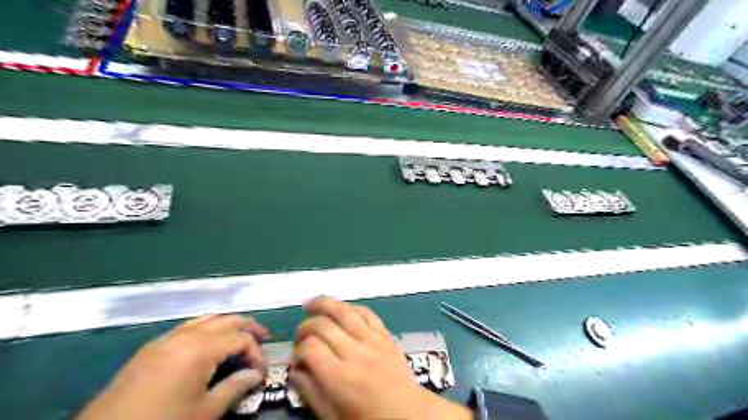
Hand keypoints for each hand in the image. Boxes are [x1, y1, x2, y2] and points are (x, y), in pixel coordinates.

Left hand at [72, 314, 269, 419]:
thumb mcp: (204, 412)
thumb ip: (234, 388)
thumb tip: (255, 375)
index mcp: (201, 348)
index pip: (241, 339)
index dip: (257, 352)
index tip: (261, 371)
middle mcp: (186, 335)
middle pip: (227, 320)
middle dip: (248, 328)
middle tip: (263, 339)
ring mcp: (166, 338)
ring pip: (207, 318)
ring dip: (227, 325)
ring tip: (239, 337)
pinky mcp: (150, 348)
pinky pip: (187, 327)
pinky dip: (206, 328)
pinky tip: (208, 343)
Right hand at [289, 296, 468, 419]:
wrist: (409, 414)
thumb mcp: (333, 417)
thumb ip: (311, 392)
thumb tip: (295, 369)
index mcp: (340, 378)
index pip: (310, 349)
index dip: (298, 350)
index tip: (297, 358)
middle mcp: (355, 353)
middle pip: (323, 325)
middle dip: (306, 326)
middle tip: (300, 335)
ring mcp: (372, 340)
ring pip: (344, 312)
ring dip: (324, 304)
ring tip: (311, 304)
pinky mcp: (385, 334)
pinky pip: (366, 312)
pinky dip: (351, 307)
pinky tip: (341, 309)